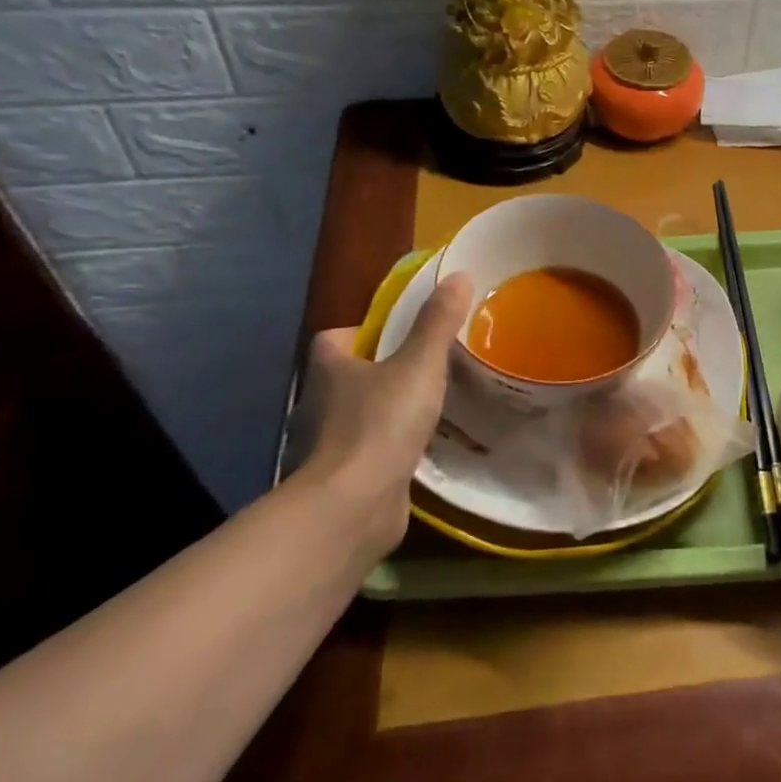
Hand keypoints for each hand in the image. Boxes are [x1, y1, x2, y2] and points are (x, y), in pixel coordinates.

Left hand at [291, 272, 473, 561]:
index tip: (399, 334)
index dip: (364, 332)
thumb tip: (459, 275)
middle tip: (428, 367)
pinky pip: (372, 452)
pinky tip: (424, 449)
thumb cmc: (381, 423)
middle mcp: (321, 402)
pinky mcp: (345, 477)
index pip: (336, 337)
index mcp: (330, 367)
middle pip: (350, 376)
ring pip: (361, 415)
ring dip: (388, 412)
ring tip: (433, 407)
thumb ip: (438, 323)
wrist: (354, 506)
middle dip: (382, 372)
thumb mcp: (419, 365)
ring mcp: (329, 444)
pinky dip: (392, 449)